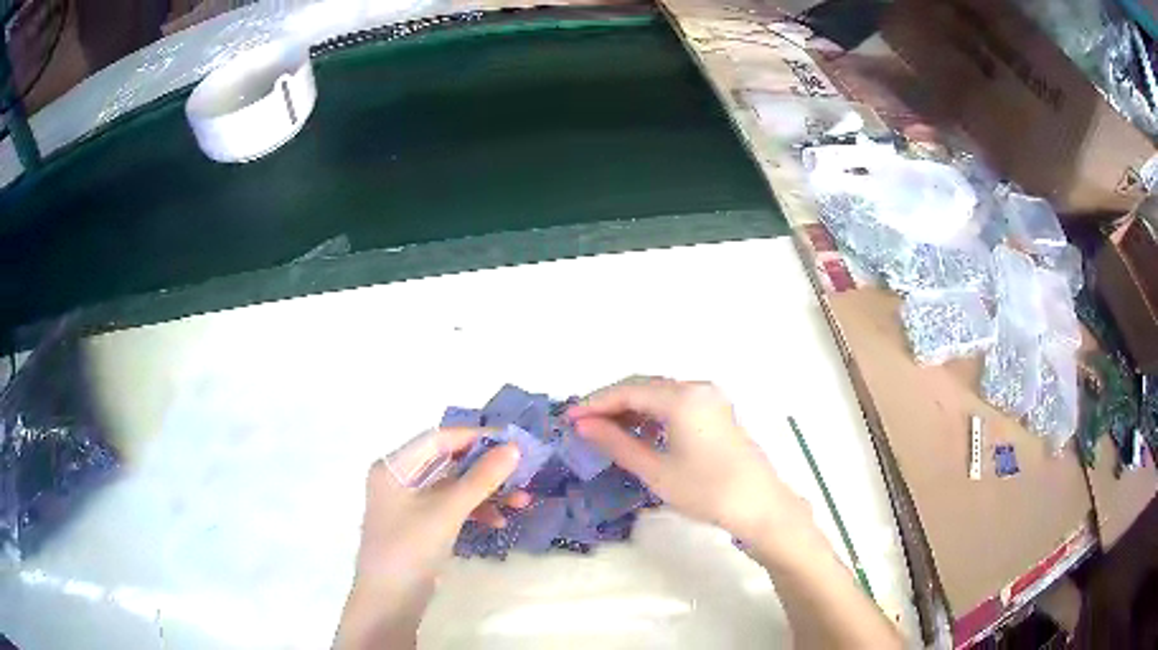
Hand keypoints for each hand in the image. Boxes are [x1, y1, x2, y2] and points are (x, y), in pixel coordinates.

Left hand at [335, 427, 529, 648]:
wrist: (390, 602)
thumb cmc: (410, 549)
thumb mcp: (446, 512)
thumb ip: (480, 479)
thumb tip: (514, 448)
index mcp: (394, 467)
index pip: (438, 439)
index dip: (476, 437)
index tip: (513, 442)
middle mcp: (400, 479)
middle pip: (448, 463)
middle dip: (486, 469)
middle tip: (523, 473)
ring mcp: (410, 504)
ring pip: (454, 487)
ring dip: (486, 493)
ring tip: (522, 501)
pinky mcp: (421, 525)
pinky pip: (451, 507)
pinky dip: (475, 511)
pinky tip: (499, 522)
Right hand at [568, 377, 807, 544]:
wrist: (759, 505)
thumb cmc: (706, 490)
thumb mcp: (656, 470)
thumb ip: (616, 443)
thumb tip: (583, 425)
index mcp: (681, 398)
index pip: (627, 391)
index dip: (594, 403)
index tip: (567, 419)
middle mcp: (696, 387)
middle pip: (643, 386)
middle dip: (610, 403)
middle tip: (582, 425)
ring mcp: (710, 397)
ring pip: (660, 393)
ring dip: (631, 408)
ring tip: (604, 431)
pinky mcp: (717, 410)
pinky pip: (676, 403)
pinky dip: (652, 414)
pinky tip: (638, 433)